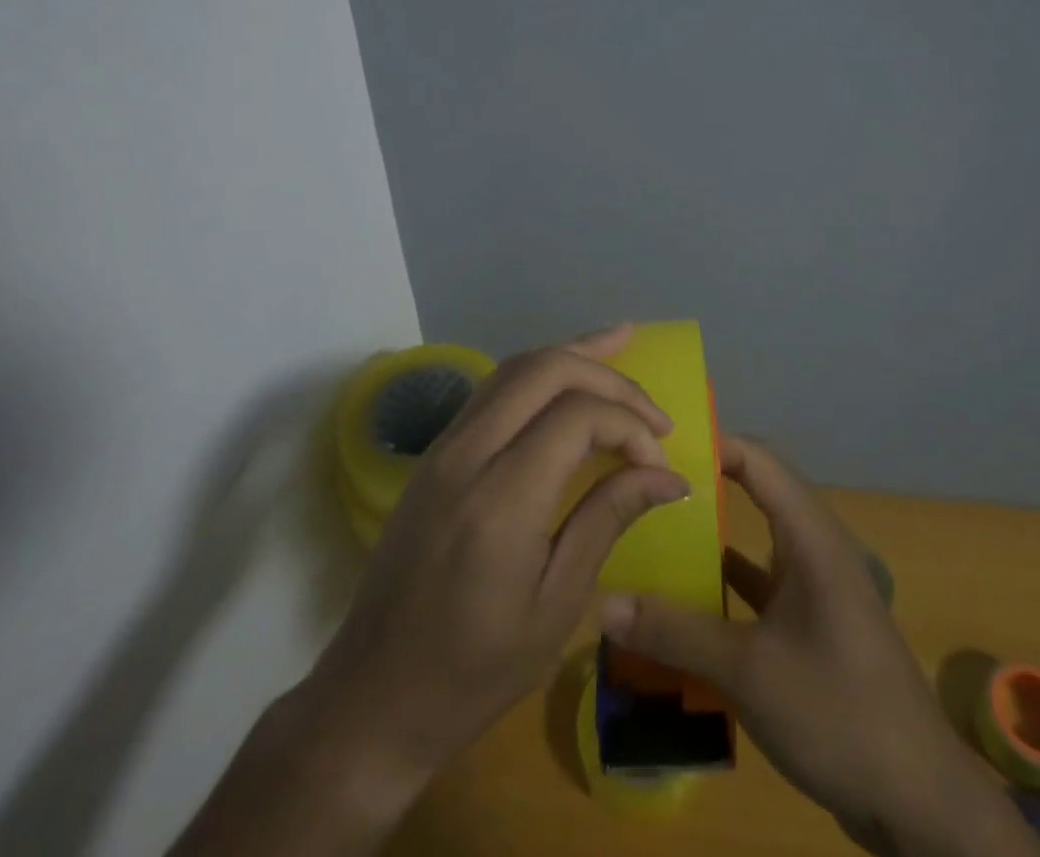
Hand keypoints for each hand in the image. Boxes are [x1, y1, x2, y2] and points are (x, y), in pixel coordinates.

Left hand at [170, 326, 690, 856]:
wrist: (373, 695)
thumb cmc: (474, 670)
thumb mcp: (556, 607)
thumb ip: (608, 520)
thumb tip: (667, 475)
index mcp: (501, 499)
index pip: (577, 417)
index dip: (629, 426)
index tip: (658, 462)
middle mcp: (467, 454)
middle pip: (544, 369)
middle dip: (607, 373)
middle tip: (652, 406)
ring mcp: (444, 446)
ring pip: (514, 367)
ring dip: (572, 354)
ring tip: (621, 343)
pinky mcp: (435, 452)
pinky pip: (494, 388)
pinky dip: (539, 372)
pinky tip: (567, 375)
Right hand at [600, 438, 1039, 856]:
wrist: (919, 803)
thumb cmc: (837, 711)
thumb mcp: (749, 671)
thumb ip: (676, 633)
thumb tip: (602, 603)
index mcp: (811, 537)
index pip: (758, 461)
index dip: (712, 445)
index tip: (658, 445)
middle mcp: (816, 550)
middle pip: (755, 497)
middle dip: (704, 489)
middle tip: (644, 487)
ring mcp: (818, 590)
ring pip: (757, 545)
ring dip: (713, 540)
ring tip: (655, 534)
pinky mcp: (815, 627)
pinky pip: (764, 588)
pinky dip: (729, 588)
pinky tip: (688, 601)